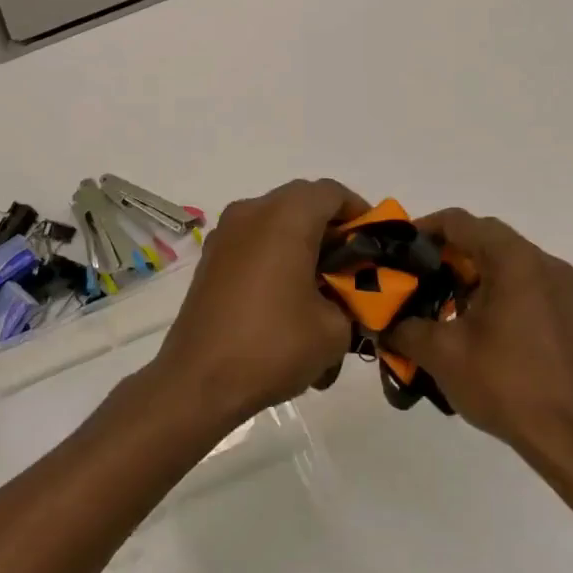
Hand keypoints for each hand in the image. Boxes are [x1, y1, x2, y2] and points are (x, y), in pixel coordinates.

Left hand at [152, 179, 368, 428]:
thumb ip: (353, 298)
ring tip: (320, 284)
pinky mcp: (210, 258)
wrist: (198, 380)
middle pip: (301, 202)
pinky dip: (274, 255)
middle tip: (351, 264)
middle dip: (330, 227)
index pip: (331, 192)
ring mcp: (224, 234)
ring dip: (301, 241)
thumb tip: (346, 294)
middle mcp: (251, 212)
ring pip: (274, 221)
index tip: (374, 244)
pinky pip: (252, 241)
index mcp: (285, 217)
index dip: (360, 212)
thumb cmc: (272, 346)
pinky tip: (286, 296)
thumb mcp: (334, 328)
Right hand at [383, 209, 572, 465]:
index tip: (395, 253)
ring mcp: (562, 288)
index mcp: (514, 260)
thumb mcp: (441, 354)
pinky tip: (471, 326)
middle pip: (483, 238)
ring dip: (468, 274)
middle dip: (444, 255)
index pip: (459, 222)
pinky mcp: (568, 313)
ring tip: (437, 306)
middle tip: (413, 280)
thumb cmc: (506, 385)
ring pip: (504, 262)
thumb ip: (402, 328)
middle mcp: (543, 263)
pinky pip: (522, 284)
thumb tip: (381, 323)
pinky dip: (492, 291)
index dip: (421, 230)